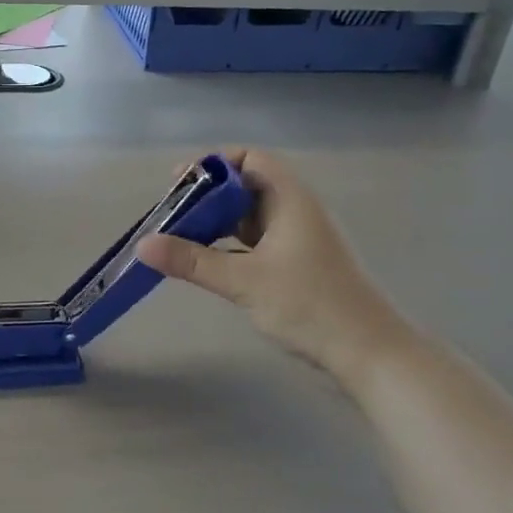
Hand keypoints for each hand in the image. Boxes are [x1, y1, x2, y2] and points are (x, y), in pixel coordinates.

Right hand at [136, 149, 413, 385]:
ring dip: (217, 223)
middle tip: (172, 215)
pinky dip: (230, 246)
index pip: (250, 160)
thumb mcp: (244, 280)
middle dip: (207, 197)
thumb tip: (143, 245)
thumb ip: (192, 260)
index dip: (214, 164)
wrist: (369, 352)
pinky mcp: (298, 265)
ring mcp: (298, 240)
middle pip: (246, 187)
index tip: (180, 182)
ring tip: (181, 238)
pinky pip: (256, 242)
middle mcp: (295, 211)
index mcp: (290, 199)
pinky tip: (208, 263)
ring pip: (250, 218)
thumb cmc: (309, 305)